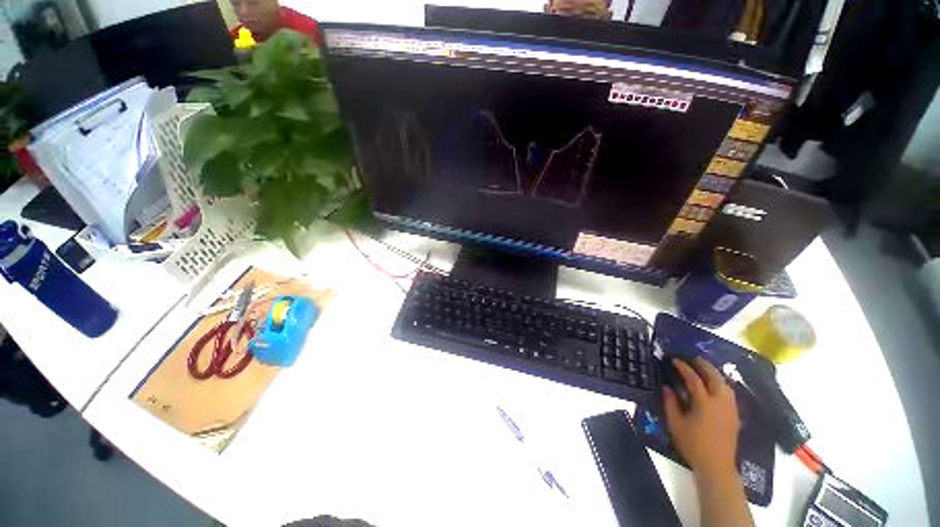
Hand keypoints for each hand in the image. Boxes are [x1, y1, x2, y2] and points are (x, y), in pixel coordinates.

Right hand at [663, 357, 739, 478]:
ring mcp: (730, 409)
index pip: (694, 379)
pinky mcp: (734, 415)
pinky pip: (729, 393)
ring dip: (714, 374)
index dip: (683, 367)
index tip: (674, 360)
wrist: (717, 465)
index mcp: (704, 403)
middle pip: (715, 377)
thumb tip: (667, 386)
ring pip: (725, 384)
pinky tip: (714, 385)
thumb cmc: (693, 444)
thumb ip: (671, 403)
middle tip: (693, 358)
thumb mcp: (676, 424)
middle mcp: (720, 402)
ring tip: (704, 369)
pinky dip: (721, 383)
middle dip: (704, 365)